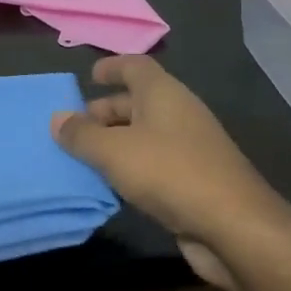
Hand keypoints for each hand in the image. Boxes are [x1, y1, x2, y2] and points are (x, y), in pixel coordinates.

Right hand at [51, 56, 290, 290]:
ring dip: (115, 143)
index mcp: (163, 93)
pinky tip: (110, 186)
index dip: (111, 67)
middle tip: (72, 128)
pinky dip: (130, 168)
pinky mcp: (193, 180)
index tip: (89, 77)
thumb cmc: (169, 172)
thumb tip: (57, 118)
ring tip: (82, 158)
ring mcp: (189, 147)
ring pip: (144, 135)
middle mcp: (178, 113)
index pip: (135, 66)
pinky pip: (153, 164)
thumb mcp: (114, 151)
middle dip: (104, 111)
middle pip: (137, 101)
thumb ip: (82, 135)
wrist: (233, 225)